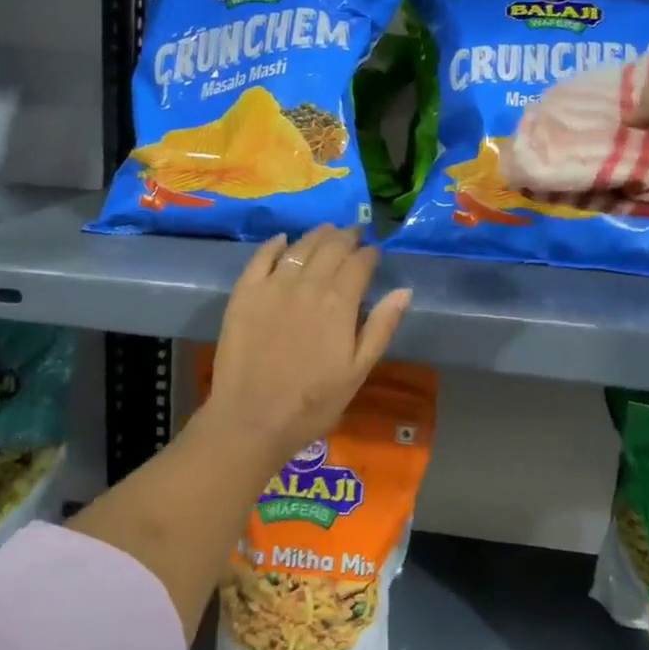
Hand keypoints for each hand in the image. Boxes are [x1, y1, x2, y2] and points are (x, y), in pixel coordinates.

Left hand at [200, 226, 411, 459]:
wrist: (252, 418)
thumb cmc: (314, 403)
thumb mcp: (358, 371)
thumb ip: (381, 327)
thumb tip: (404, 291)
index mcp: (340, 303)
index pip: (360, 263)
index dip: (370, 253)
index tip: (374, 251)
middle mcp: (308, 284)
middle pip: (331, 248)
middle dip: (346, 237)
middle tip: (354, 233)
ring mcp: (273, 285)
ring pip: (300, 247)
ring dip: (317, 236)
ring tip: (327, 231)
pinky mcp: (244, 293)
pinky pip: (261, 257)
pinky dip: (275, 244)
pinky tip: (284, 239)